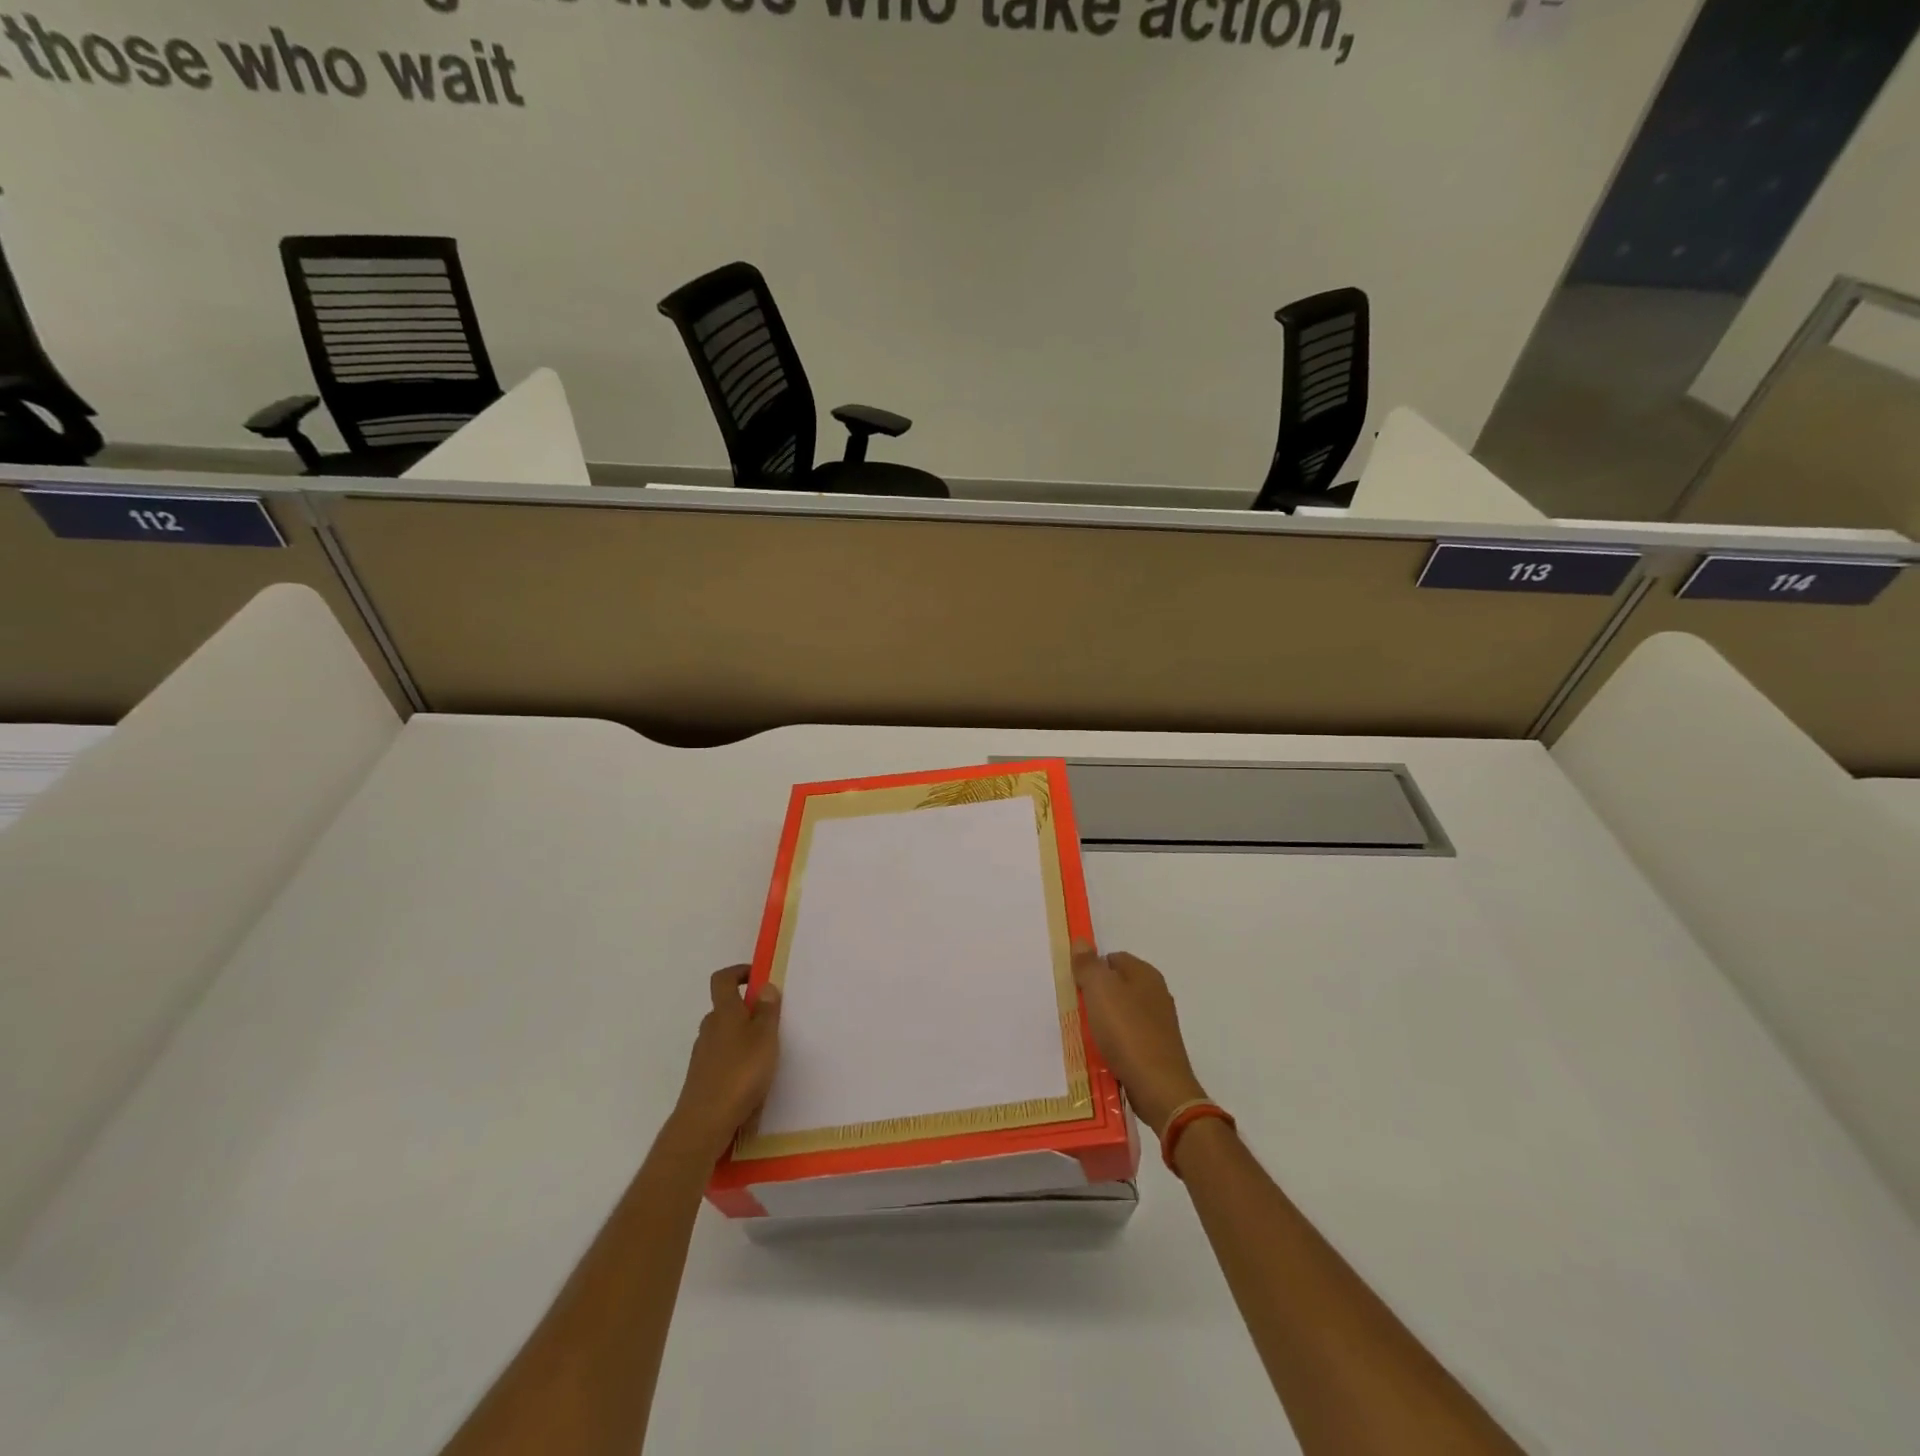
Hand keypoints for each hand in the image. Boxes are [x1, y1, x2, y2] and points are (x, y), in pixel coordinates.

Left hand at [670, 965, 782, 1159]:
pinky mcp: (702, 1077)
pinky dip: (736, 1058)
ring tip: (766, 1052)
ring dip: (742, 1035)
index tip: (758, 976)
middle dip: (746, 1009)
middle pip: (725, 1008)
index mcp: (724, 1013)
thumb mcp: (765, 1037)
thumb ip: (767, 1010)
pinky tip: (751, 1077)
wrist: (705, 1122)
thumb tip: (764, 985)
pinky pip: (721, 1057)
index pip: (722, 979)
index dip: (738, 972)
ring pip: (723, 1034)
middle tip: (771, 1020)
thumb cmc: (740, 1073)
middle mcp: (709, 1028)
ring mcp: (702, 1054)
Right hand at [1073, 944, 1208, 1136]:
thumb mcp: (1100, 990)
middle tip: (1075, 1009)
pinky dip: (1114, 1042)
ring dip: (1103, 1021)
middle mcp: (1156, 994)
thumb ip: (1088, 965)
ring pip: (1122, 1013)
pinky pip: (1128, 1038)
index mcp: (1146, 974)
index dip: (1092, 968)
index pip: (1113, 958)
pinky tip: (1102, 1054)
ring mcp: (1159, 1023)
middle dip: (1096, 995)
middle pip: (1118, 985)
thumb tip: (1081, 942)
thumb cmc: (1127, 1031)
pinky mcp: (1157, 1050)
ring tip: (1084, 1034)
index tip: (1073, 985)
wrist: (1158, 1088)